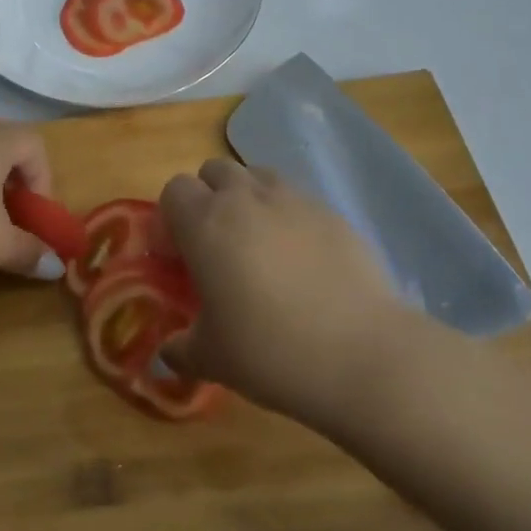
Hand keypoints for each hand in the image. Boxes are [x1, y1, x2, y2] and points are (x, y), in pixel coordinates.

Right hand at [159, 159, 410, 425]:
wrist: (363, 354)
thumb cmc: (271, 352)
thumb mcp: (212, 359)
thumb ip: (181, 348)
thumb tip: (167, 354)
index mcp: (206, 223)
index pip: (174, 190)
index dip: (171, 219)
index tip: (178, 256)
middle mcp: (246, 198)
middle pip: (214, 172)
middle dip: (209, 198)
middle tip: (216, 246)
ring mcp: (293, 200)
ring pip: (257, 177)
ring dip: (248, 199)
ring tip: (259, 246)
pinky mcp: (333, 213)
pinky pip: (298, 200)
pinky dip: (289, 218)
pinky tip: (303, 261)